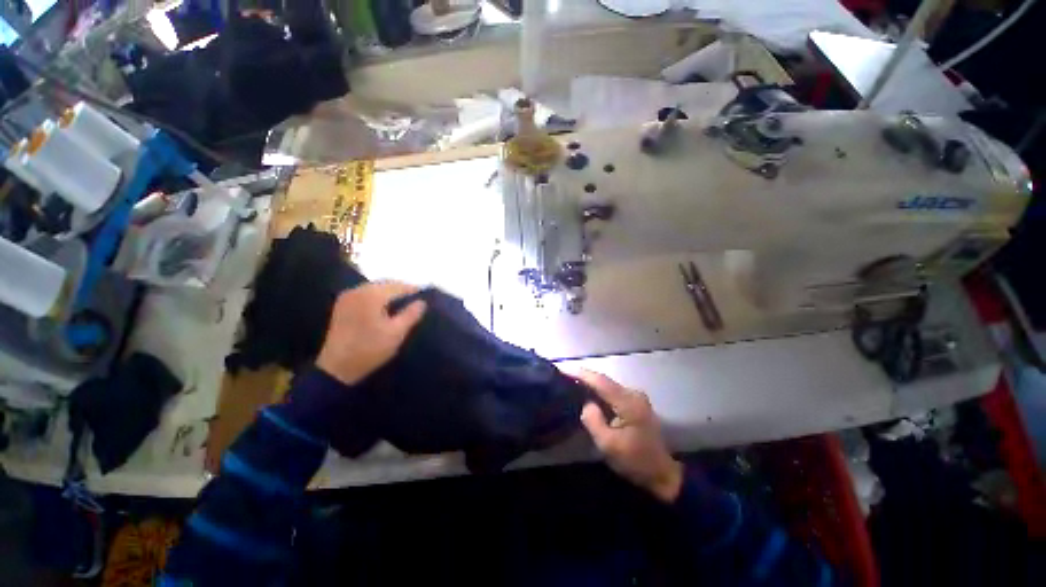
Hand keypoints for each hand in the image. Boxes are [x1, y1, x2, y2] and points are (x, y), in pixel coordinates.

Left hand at [316, 282, 426, 385]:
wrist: (336, 368)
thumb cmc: (370, 349)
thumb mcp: (396, 333)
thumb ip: (411, 314)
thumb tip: (422, 302)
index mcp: (372, 295)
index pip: (398, 286)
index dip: (413, 290)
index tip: (426, 295)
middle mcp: (358, 290)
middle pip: (385, 284)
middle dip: (401, 289)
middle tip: (416, 298)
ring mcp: (348, 297)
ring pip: (375, 287)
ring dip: (390, 292)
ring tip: (403, 302)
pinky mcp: (342, 305)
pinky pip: (365, 293)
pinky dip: (378, 296)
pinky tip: (385, 306)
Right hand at [571, 368, 682, 502]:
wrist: (661, 473)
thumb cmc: (634, 461)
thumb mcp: (608, 445)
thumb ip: (593, 420)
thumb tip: (586, 403)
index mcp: (629, 403)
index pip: (600, 382)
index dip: (581, 374)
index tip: (562, 369)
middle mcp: (633, 394)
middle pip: (604, 380)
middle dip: (583, 376)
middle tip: (563, 375)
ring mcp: (636, 397)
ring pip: (607, 385)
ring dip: (590, 383)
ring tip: (571, 381)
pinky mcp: (635, 402)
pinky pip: (612, 391)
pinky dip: (598, 390)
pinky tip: (587, 392)